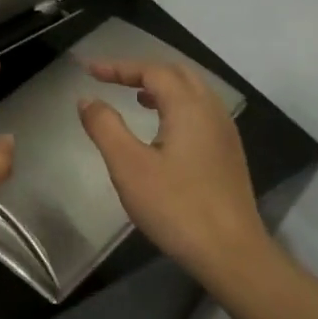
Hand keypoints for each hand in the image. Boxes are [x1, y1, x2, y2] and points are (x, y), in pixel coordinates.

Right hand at [77, 58, 275, 291]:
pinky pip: (200, 113)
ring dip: (161, 88)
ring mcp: (225, 133)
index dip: (119, 67)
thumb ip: (105, 127)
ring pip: (193, 93)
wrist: (230, 252)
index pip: (153, 71)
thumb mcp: (129, 166)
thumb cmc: (176, 206)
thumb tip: (88, 99)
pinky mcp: (228, 154)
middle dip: (142, 71)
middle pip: (177, 74)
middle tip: (111, 79)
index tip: (89, 71)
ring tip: (134, 97)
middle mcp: (212, 111)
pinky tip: (162, 130)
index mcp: (189, 107)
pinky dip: (176, 106)